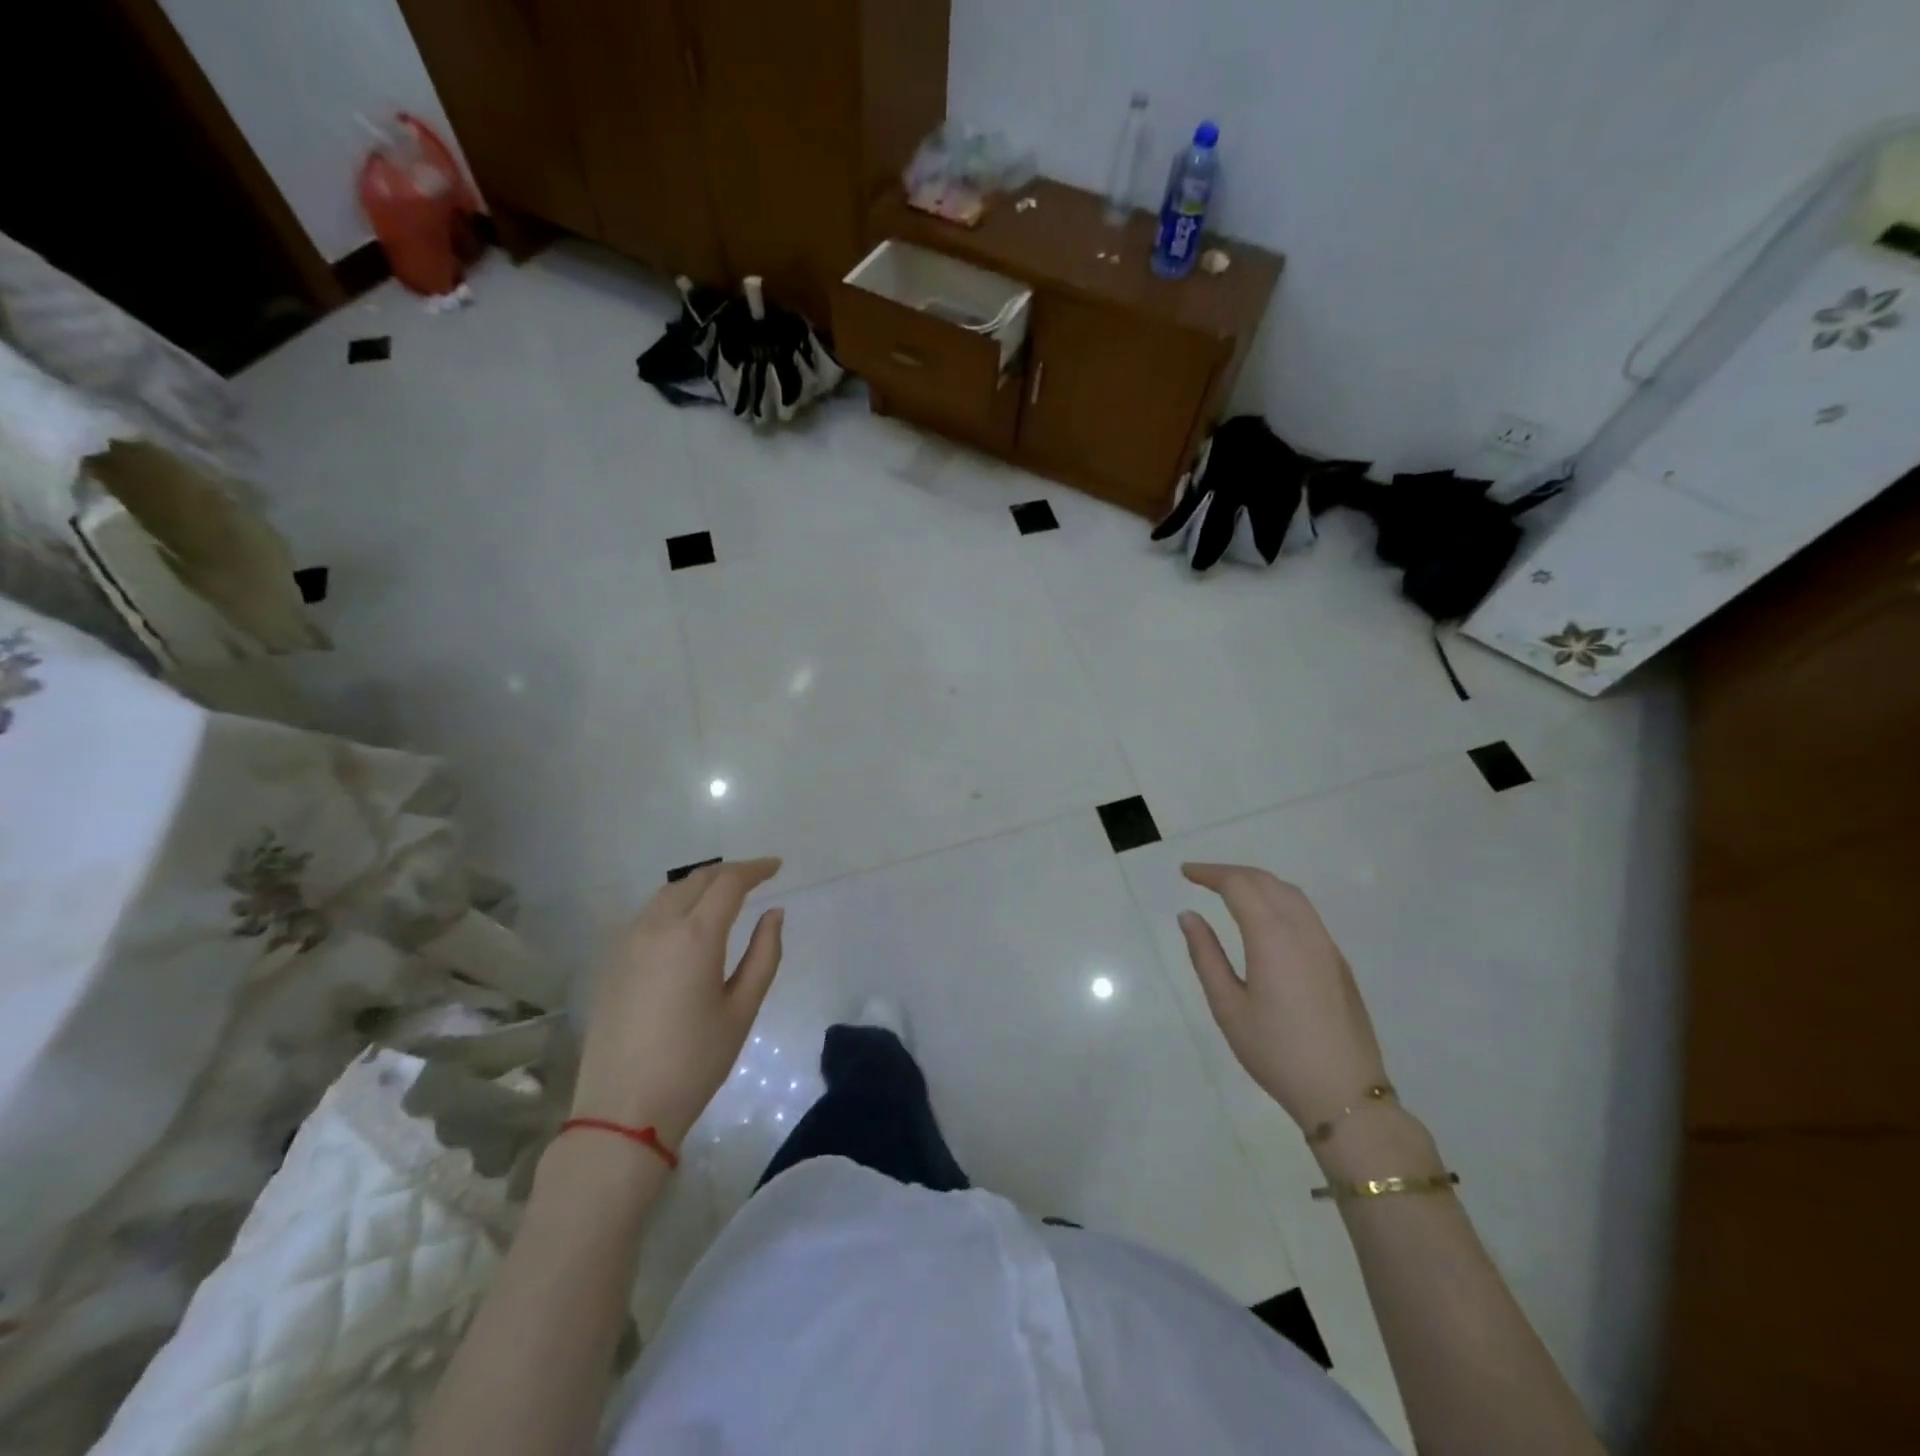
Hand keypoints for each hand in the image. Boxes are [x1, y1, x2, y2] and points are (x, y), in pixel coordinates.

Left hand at [570, 859, 784, 1148]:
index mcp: (695, 936)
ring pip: (668, 893)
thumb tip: (773, 913)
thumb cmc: (695, 1062)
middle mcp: (657, 926)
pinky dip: (674, 904)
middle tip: (755, 877)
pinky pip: (648, 914)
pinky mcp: (611, 960)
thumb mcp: (742, 1009)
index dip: (755, 869)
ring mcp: (628, 941)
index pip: (728, 882)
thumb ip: (764, 954)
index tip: (776, 867)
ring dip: (699, 884)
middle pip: (696, 880)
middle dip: (729, 872)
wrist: (623, 1109)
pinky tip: (687, 922)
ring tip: (723, 894)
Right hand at [1177, 863, 1388, 1131]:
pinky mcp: (1338, 961)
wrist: (1345, 1094)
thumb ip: (1206, 955)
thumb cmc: (1276, 1052)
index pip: (1239, 885)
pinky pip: (1305, 913)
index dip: (1210, 873)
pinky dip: (1278, 899)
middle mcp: (1303, 930)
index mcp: (1273, 937)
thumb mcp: (1228, 1006)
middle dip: (1231, 873)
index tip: (1185, 873)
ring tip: (1229, 891)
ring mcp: (1326, 945)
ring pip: (1291, 894)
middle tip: (1201, 878)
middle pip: (1266, 882)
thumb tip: (1189, 916)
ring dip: (1258, 883)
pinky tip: (1264, 918)